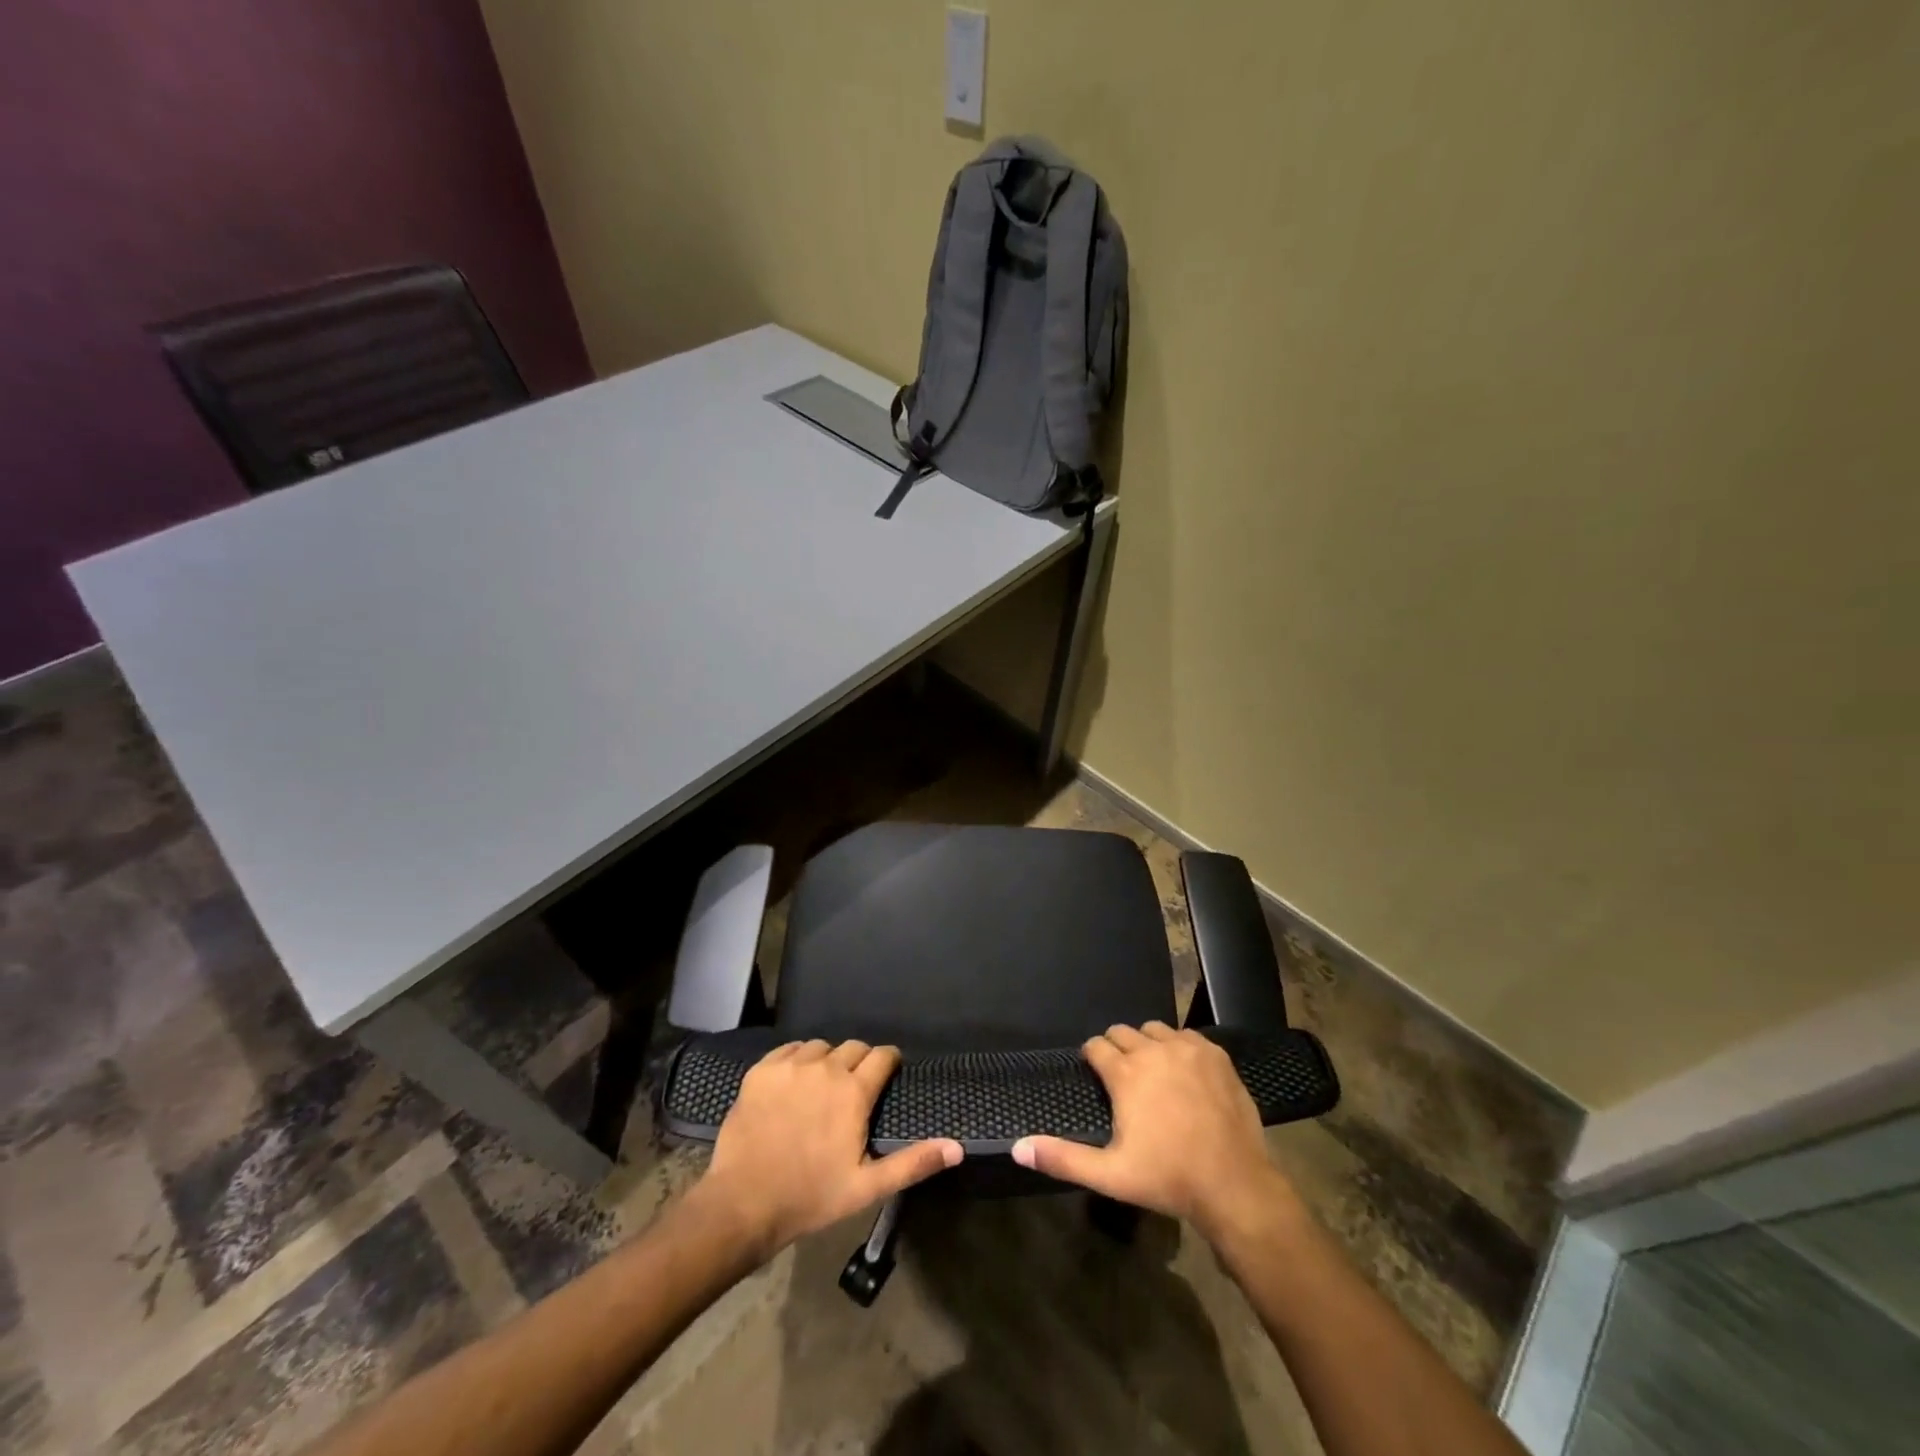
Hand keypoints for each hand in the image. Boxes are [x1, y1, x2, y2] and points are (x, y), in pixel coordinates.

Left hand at [694, 1040, 961, 1261]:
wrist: (744, 1203)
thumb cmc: (811, 1196)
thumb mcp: (867, 1187)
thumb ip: (914, 1163)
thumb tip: (958, 1148)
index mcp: (854, 1092)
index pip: (882, 1056)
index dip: (889, 1062)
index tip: (888, 1073)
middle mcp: (826, 1068)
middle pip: (854, 1047)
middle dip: (860, 1062)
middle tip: (854, 1089)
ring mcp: (791, 1066)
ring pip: (821, 1047)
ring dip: (828, 1061)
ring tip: (822, 1086)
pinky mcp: (762, 1070)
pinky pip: (789, 1050)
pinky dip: (797, 1060)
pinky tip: (794, 1083)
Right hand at [1012, 1022, 1298, 1243]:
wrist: (1234, 1183)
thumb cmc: (1167, 1177)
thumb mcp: (1110, 1174)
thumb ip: (1062, 1158)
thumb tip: (1017, 1147)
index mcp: (1125, 1073)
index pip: (1096, 1046)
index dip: (1092, 1058)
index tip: (1096, 1075)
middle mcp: (1153, 1050)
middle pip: (1123, 1032)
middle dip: (1117, 1048)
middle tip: (1123, 1078)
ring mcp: (1187, 1048)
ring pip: (1155, 1030)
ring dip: (1147, 1045)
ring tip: (1152, 1073)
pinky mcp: (1215, 1054)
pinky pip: (1187, 1036)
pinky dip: (1179, 1047)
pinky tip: (1184, 1073)